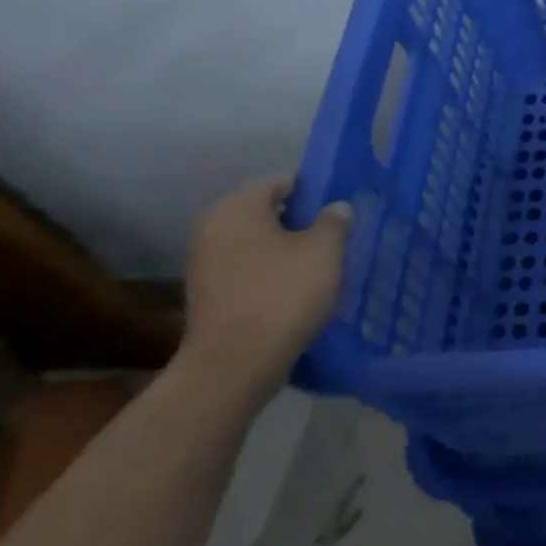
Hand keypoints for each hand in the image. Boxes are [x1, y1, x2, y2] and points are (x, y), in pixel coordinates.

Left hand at [180, 176, 351, 406]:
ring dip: (287, 247)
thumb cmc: (283, 294)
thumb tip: (336, 208)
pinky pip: (247, 266)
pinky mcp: (208, 292)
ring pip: (257, 240)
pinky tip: (297, 288)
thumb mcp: (325, 250)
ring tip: (320, 263)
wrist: (235, 364)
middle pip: (267, 210)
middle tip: (335, 235)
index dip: (315, 190)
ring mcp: (204, 262)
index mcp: (238, 208)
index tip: (340, 209)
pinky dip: (271, 270)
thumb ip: (334, 221)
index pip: (282, 181)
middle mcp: (213, 227)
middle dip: (301, 220)